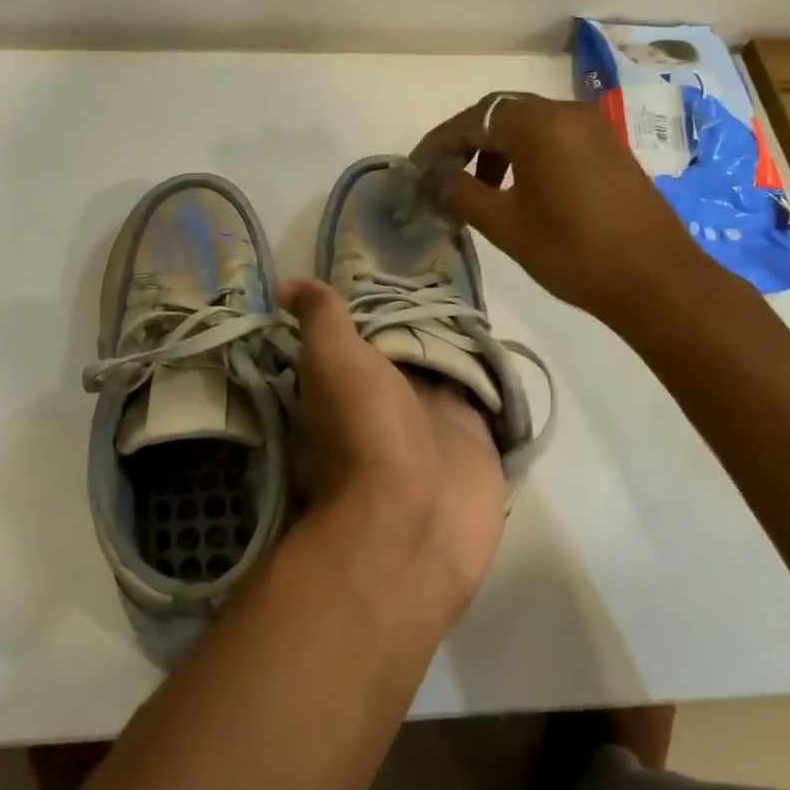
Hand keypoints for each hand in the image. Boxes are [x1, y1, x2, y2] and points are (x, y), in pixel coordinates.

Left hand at [277, 279, 506, 617]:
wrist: (412, 522)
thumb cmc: (364, 431)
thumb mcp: (331, 360)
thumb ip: (319, 319)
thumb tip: (284, 284)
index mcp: (353, 382)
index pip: (366, 333)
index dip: (379, 303)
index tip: (397, 267)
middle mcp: (392, 401)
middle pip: (413, 349)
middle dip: (428, 319)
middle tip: (451, 276)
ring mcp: (436, 424)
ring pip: (451, 373)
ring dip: (463, 347)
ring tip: (482, 301)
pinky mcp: (477, 442)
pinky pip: (488, 402)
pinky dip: (495, 380)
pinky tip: (506, 350)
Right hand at [412, 91, 709, 322]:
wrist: (656, 280)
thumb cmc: (572, 250)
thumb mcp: (504, 224)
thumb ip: (461, 192)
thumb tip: (434, 177)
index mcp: (538, 124)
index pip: (473, 119)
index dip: (440, 142)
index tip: (417, 167)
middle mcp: (566, 113)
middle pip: (502, 113)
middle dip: (468, 141)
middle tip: (445, 174)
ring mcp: (594, 128)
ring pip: (530, 125)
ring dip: (499, 148)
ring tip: (481, 189)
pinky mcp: (610, 148)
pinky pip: (556, 138)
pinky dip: (528, 154)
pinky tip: (521, 190)